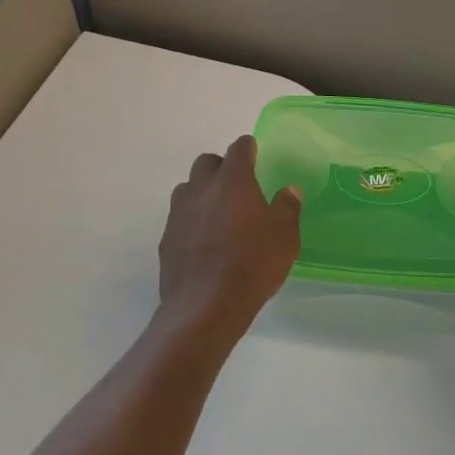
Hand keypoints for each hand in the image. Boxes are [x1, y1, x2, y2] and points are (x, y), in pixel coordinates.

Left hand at [158, 135, 300, 342]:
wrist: (205, 306)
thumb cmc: (252, 265)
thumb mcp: (285, 237)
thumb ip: (287, 208)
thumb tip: (288, 190)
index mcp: (233, 182)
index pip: (238, 149)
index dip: (247, 148)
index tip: (254, 151)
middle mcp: (201, 189)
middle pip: (206, 163)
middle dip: (221, 167)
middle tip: (238, 185)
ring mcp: (179, 213)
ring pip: (188, 188)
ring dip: (203, 192)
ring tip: (219, 213)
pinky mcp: (166, 238)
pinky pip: (180, 217)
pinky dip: (192, 220)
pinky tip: (205, 241)